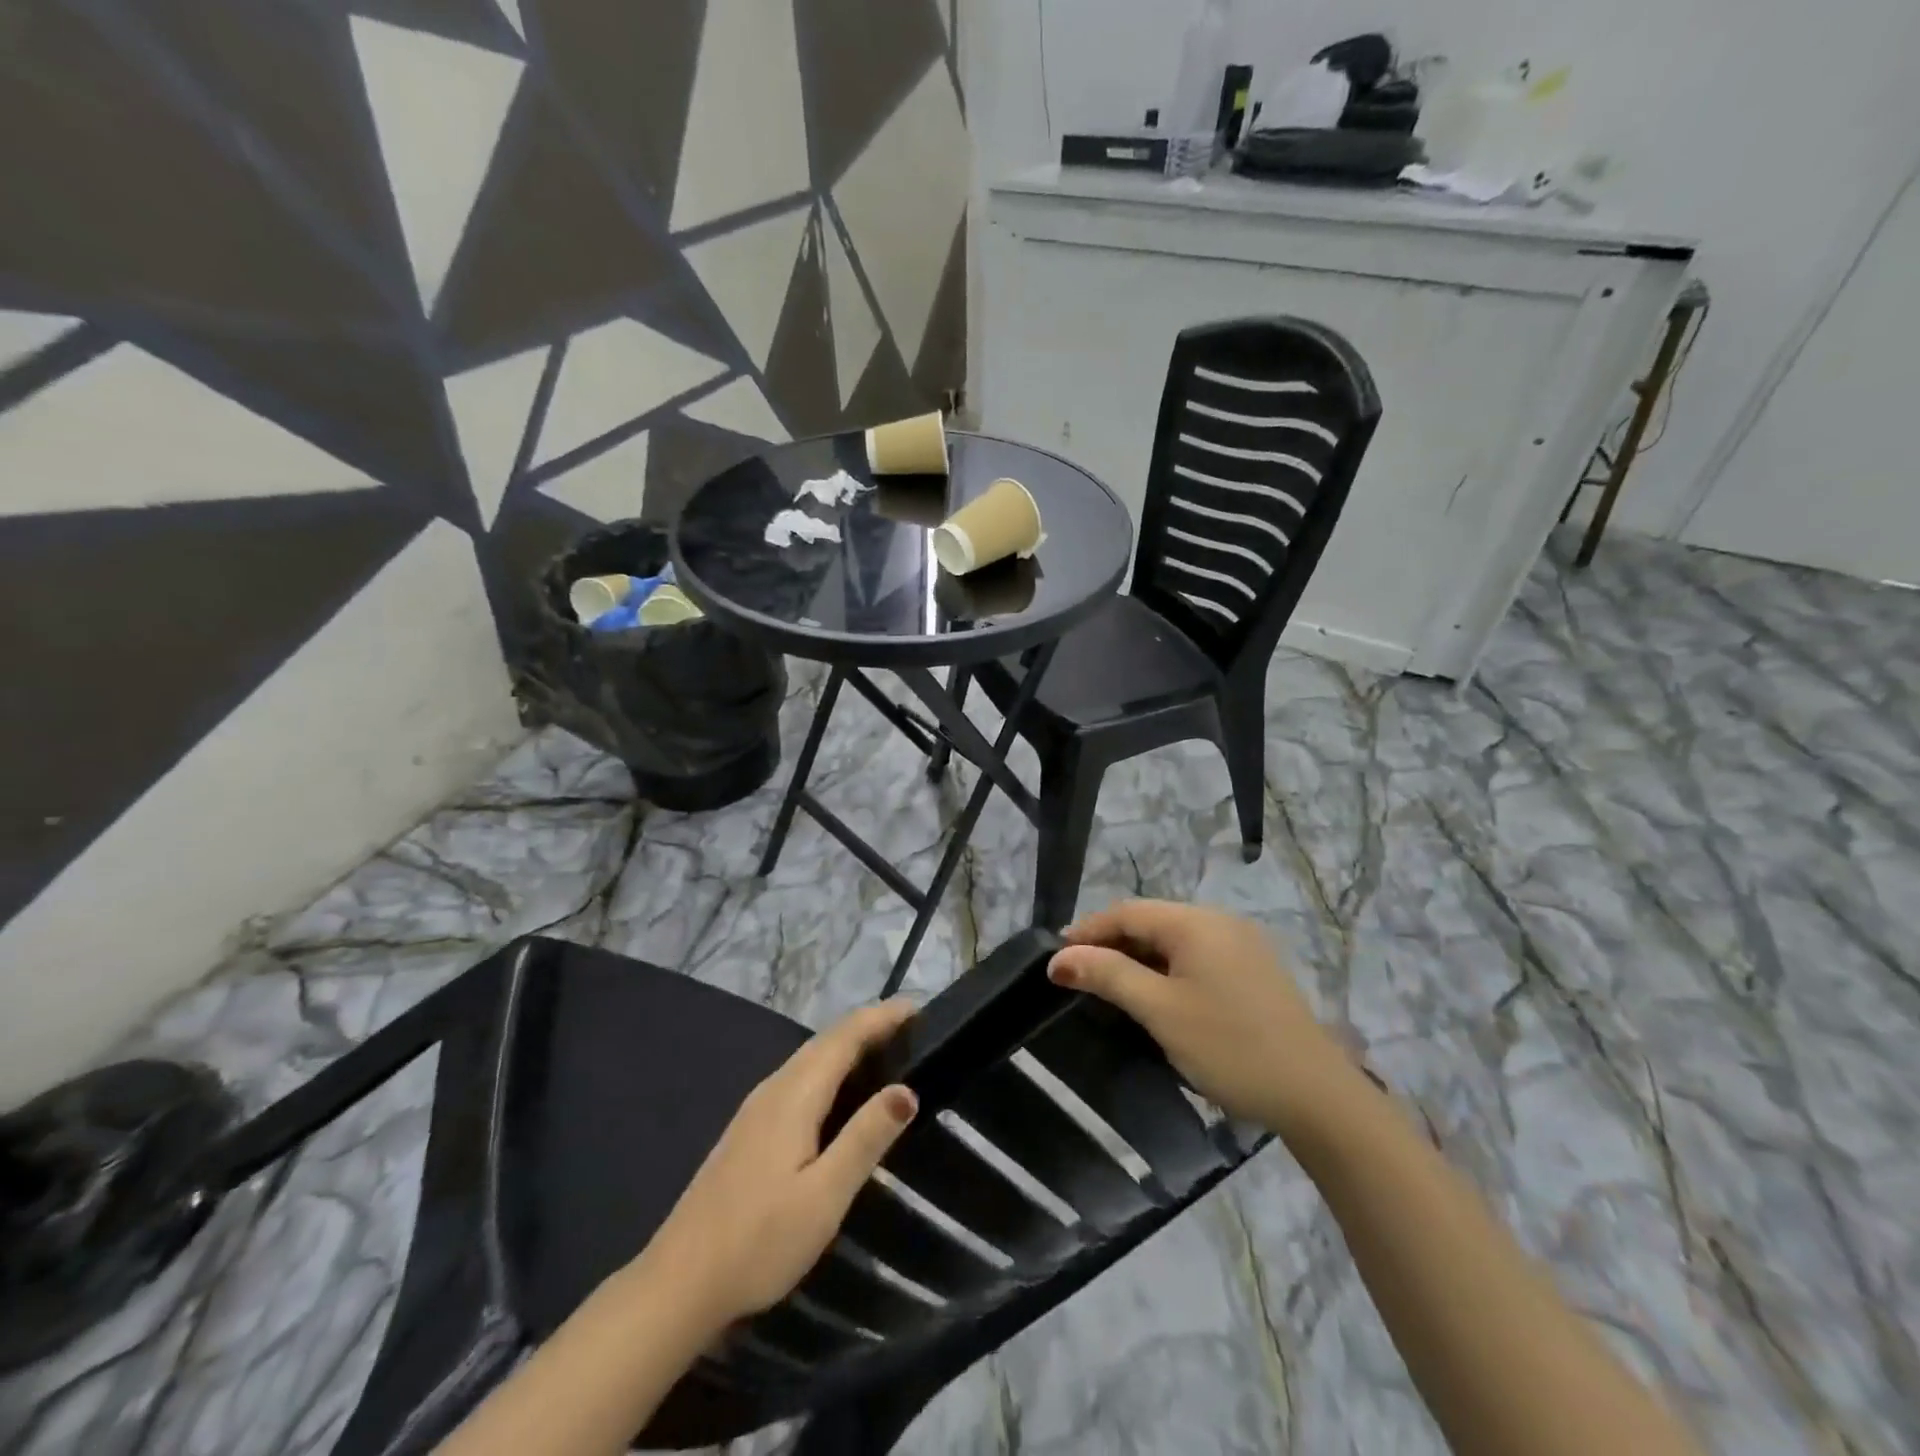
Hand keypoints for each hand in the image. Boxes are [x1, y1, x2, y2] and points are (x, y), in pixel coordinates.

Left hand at [633, 1000, 918, 1332]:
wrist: (678, 1284)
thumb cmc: (758, 1241)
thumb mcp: (824, 1196)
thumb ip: (865, 1138)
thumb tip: (906, 1089)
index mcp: (795, 1094)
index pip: (846, 1035)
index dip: (883, 1016)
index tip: (922, 1008)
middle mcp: (775, 1087)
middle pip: (828, 1039)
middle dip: (871, 1025)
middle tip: (915, 1028)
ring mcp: (757, 1107)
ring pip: (811, 1057)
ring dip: (850, 1044)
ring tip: (889, 1051)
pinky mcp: (750, 1128)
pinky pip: (800, 1077)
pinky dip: (831, 1067)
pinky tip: (842, 1092)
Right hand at [1048, 900, 1359, 1143]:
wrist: (1315, 1095)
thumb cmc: (1229, 1047)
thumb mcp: (1160, 1010)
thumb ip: (1108, 975)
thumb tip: (1059, 957)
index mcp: (1196, 922)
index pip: (1127, 912)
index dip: (1087, 932)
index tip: (1055, 959)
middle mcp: (1219, 921)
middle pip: (1150, 921)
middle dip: (1111, 944)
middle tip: (1078, 975)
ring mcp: (1241, 944)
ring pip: (1174, 939)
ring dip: (1138, 957)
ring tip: (1109, 986)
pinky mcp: (1253, 969)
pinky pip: (1196, 955)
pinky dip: (1167, 968)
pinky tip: (1156, 995)